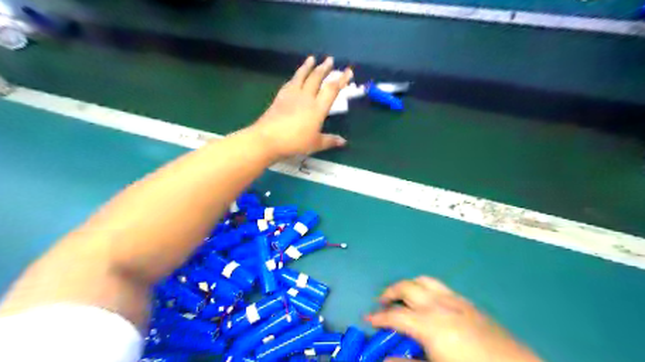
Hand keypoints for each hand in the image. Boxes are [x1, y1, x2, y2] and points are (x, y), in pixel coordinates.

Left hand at [250, 55, 352, 157]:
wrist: (268, 138)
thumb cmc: (295, 142)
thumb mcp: (315, 144)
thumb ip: (330, 141)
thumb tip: (344, 142)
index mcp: (317, 108)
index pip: (331, 90)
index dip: (341, 80)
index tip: (348, 71)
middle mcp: (306, 97)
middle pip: (316, 78)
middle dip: (324, 68)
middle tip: (329, 59)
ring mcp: (291, 95)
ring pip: (301, 76)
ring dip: (308, 66)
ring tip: (311, 58)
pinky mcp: (280, 97)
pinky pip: (290, 83)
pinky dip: (295, 76)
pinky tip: (295, 76)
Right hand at [365, 277, 540, 361]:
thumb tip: (384, 359)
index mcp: (429, 324)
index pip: (395, 315)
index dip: (378, 317)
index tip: (367, 319)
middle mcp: (439, 305)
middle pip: (407, 287)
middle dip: (390, 293)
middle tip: (382, 304)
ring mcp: (456, 301)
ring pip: (424, 281)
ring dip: (408, 286)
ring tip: (403, 298)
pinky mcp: (469, 303)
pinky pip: (440, 287)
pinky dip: (426, 289)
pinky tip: (429, 304)